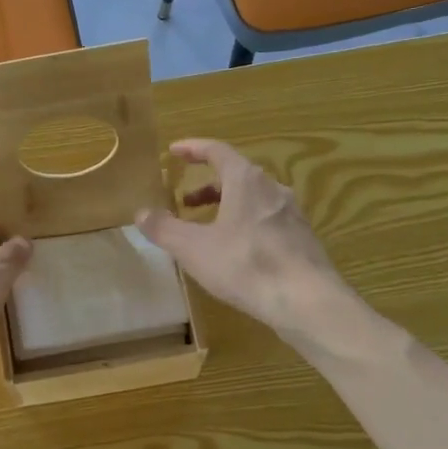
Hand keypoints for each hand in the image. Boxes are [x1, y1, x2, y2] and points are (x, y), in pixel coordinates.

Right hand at [136, 139, 348, 332]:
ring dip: (228, 206)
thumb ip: (164, 228)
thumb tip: (141, 212)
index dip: (193, 149)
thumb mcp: (193, 248)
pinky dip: (247, 224)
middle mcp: (272, 188)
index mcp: (245, 180)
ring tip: (209, 229)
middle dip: (208, 186)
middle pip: (236, 175)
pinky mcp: (302, 238)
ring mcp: (292, 213)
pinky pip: (268, 220)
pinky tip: (238, 251)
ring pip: (254, 199)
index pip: (217, 151)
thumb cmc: (245, 265)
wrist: (306, 299)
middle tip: (186, 202)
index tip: (174, 151)